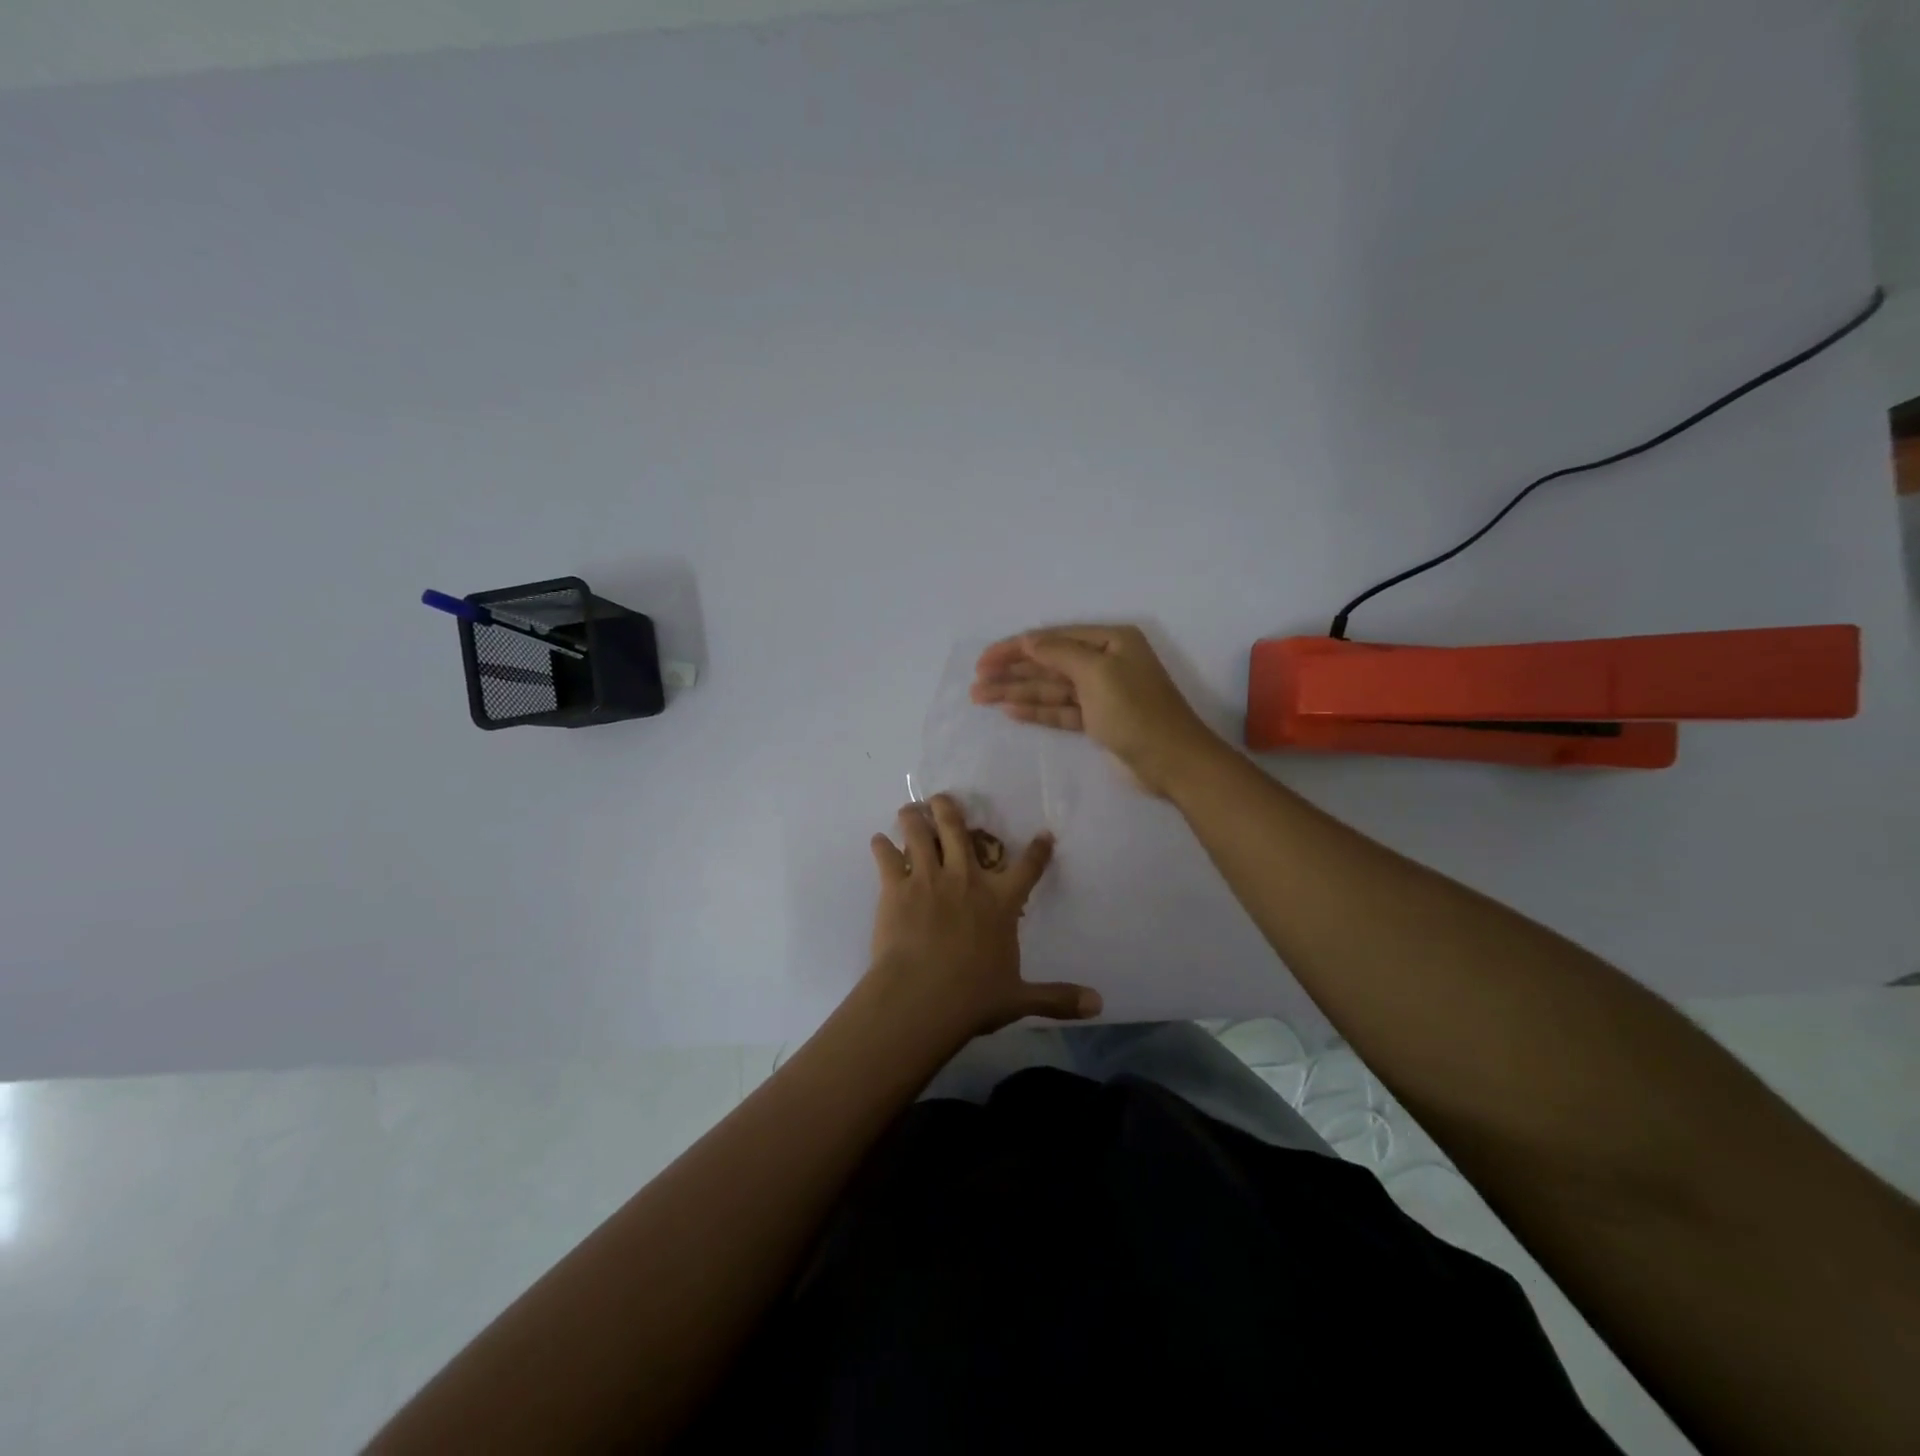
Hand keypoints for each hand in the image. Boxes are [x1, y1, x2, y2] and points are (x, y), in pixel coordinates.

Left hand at [866, 794, 1101, 1038]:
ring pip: (920, 834)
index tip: (1043, 834)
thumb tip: (1098, 1005)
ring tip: (909, 810)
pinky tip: (878, 840)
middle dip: (949, 809)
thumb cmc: (973, 997)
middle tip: (942, 798)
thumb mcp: (1019, 999)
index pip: (1027, 869)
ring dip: (914, 818)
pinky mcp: (897, 888)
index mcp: (1000, 902)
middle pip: (958, 831)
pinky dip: (881, 846)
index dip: (1038, 850)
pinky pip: (887, 858)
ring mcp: (929, 879)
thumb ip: (1056, 998)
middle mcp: (966, 880)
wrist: (921, 997)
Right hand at [971, 624, 1221, 796]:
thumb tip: (1029, 641)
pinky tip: (1009, 711)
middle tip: (976, 682)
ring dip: (1016, 692)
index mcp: (1110, 641)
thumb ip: (1059, 653)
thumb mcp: (1098, 672)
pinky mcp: (1097, 722)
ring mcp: (1100, 694)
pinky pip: (1060, 711)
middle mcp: (1104, 662)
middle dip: (1012, 672)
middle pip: (1048, 664)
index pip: (1053, 639)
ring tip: (981, 697)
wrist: (1172, 761)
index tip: (985, 659)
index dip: (1016, 648)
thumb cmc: (1136, 710)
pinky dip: (1036, 711)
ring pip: (1050, 689)